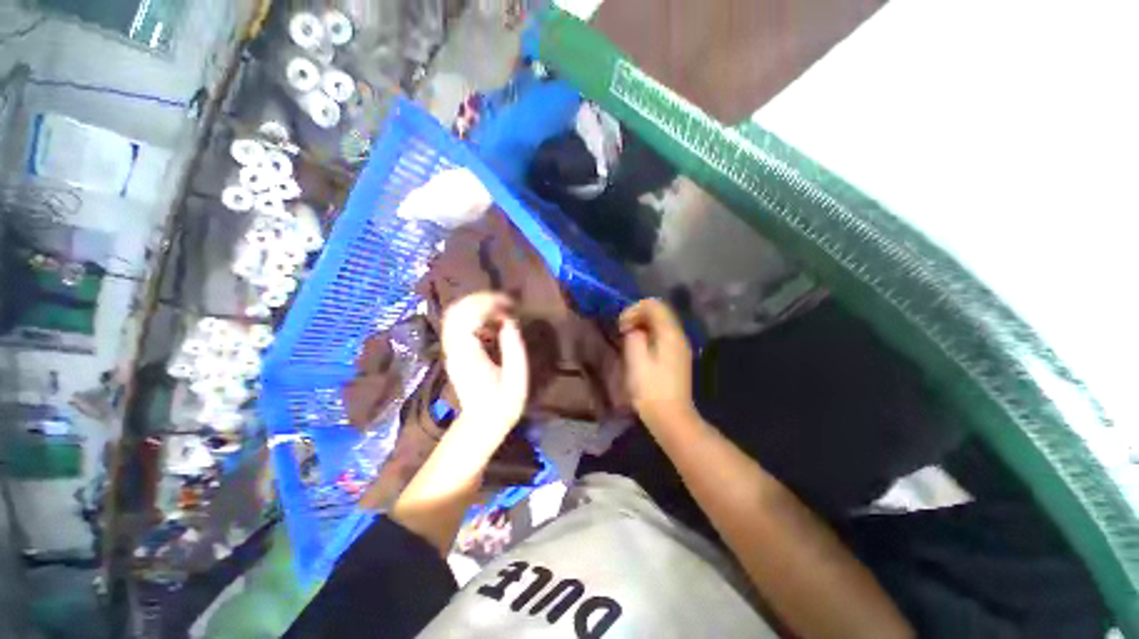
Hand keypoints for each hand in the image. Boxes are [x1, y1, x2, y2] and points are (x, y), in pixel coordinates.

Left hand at [441, 292, 528, 432]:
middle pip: (456, 309)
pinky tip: (492, 321)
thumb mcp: (516, 377)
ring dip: (477, 305)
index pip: (467, 315)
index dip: (488, 303)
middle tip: (506, 303)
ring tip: (501, 308)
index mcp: (467, 354)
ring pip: (454, 314)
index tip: (510, 304)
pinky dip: (474, 315)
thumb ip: (513, 346)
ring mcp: (451, 349)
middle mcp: (453, 348)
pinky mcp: (454, 351)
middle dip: (481, 299)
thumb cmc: (502, 403)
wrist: (482, 423)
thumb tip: (509, 319)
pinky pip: (458, 323)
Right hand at [619, 299, 697, 431]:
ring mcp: (680, 347)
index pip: (654, 305)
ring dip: (643, 326)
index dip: (634, 310)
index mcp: (670, 333)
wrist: (671, 417)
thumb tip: (634, 329)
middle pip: (659, 312)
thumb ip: (634, 336)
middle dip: (638, 316)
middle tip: (623, 332)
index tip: (621, 327)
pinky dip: (649, 336)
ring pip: (661, 324)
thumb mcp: (636, 359)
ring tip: (629, 340)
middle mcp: (679, 335)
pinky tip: (640, 349)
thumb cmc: (650, 388)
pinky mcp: (678, 358)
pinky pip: (663, 336)